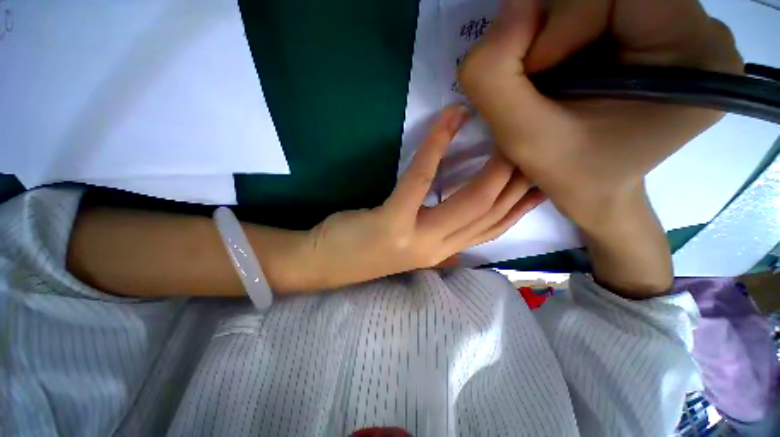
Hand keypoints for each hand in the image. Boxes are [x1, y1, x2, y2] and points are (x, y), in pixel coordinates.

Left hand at [299, 106, 544, 290]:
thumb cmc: (367, 249)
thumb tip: (464, 215)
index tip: (543, 176)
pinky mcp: (392, 221)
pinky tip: (449, 120)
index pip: (494, 228)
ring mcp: (416, 237)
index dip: (522, 203)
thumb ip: (438, 232)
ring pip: (469, 201)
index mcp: (443, 251)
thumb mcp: (410, 243)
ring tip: (506, 131)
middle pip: (490, 213)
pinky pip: (421, 180)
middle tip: (534, 142)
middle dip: (518, 178)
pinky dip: (436, 148)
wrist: (326, 263)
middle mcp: (438, 248)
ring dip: (492, 165)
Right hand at [459, 0, 741, 229]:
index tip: (536, 80)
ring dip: (554, 36)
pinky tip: (562, 74)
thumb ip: (494, 78)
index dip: (558, 29)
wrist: (596, 191)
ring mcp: (681, 28)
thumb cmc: (569, 176)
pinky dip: (564, 36)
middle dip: (552, 33)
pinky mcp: (659, 32)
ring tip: (550, 84)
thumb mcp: (522, 139)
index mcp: (693, 53)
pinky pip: (598, 9)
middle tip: (538, 83)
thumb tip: (507, 8)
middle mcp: (699, 29)